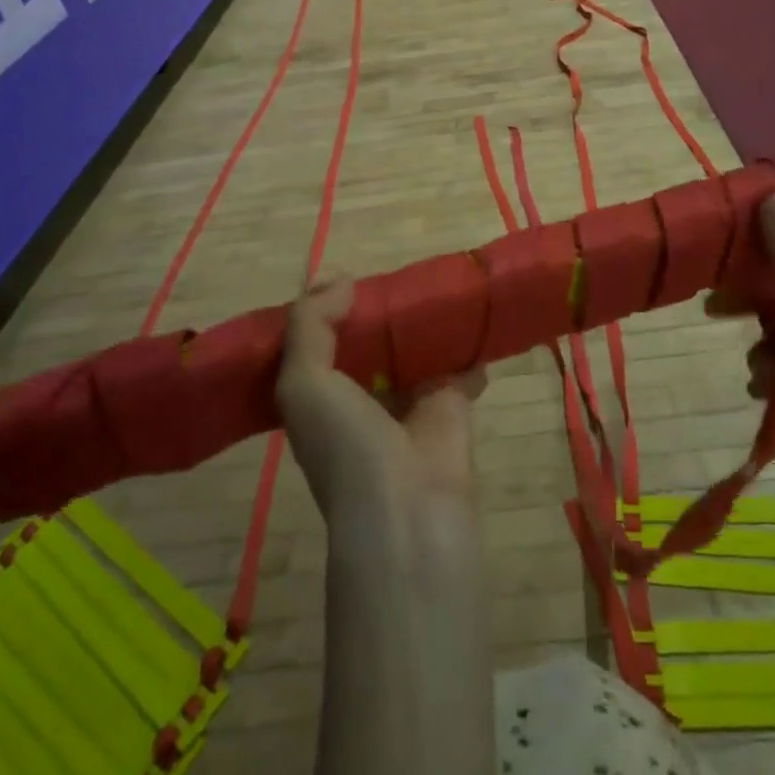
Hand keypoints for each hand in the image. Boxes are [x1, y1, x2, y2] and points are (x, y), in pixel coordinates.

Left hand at [276, 278, 486, 550]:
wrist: (407, 503)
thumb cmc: (345, 442)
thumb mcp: (302, 382)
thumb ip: (310, 324)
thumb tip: (339, 279)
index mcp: (321, 397)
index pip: (319, 344)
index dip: (326, 311)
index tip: (342, 276)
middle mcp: (363, 397)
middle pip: (371, 342)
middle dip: (380, 311)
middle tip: (394, 271)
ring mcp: (410, 400)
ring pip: (416, 350)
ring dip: (424, 324)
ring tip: (434, 279)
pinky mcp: (452, 403)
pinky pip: (461, 365)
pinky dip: (469, 345)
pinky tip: (471, 311)